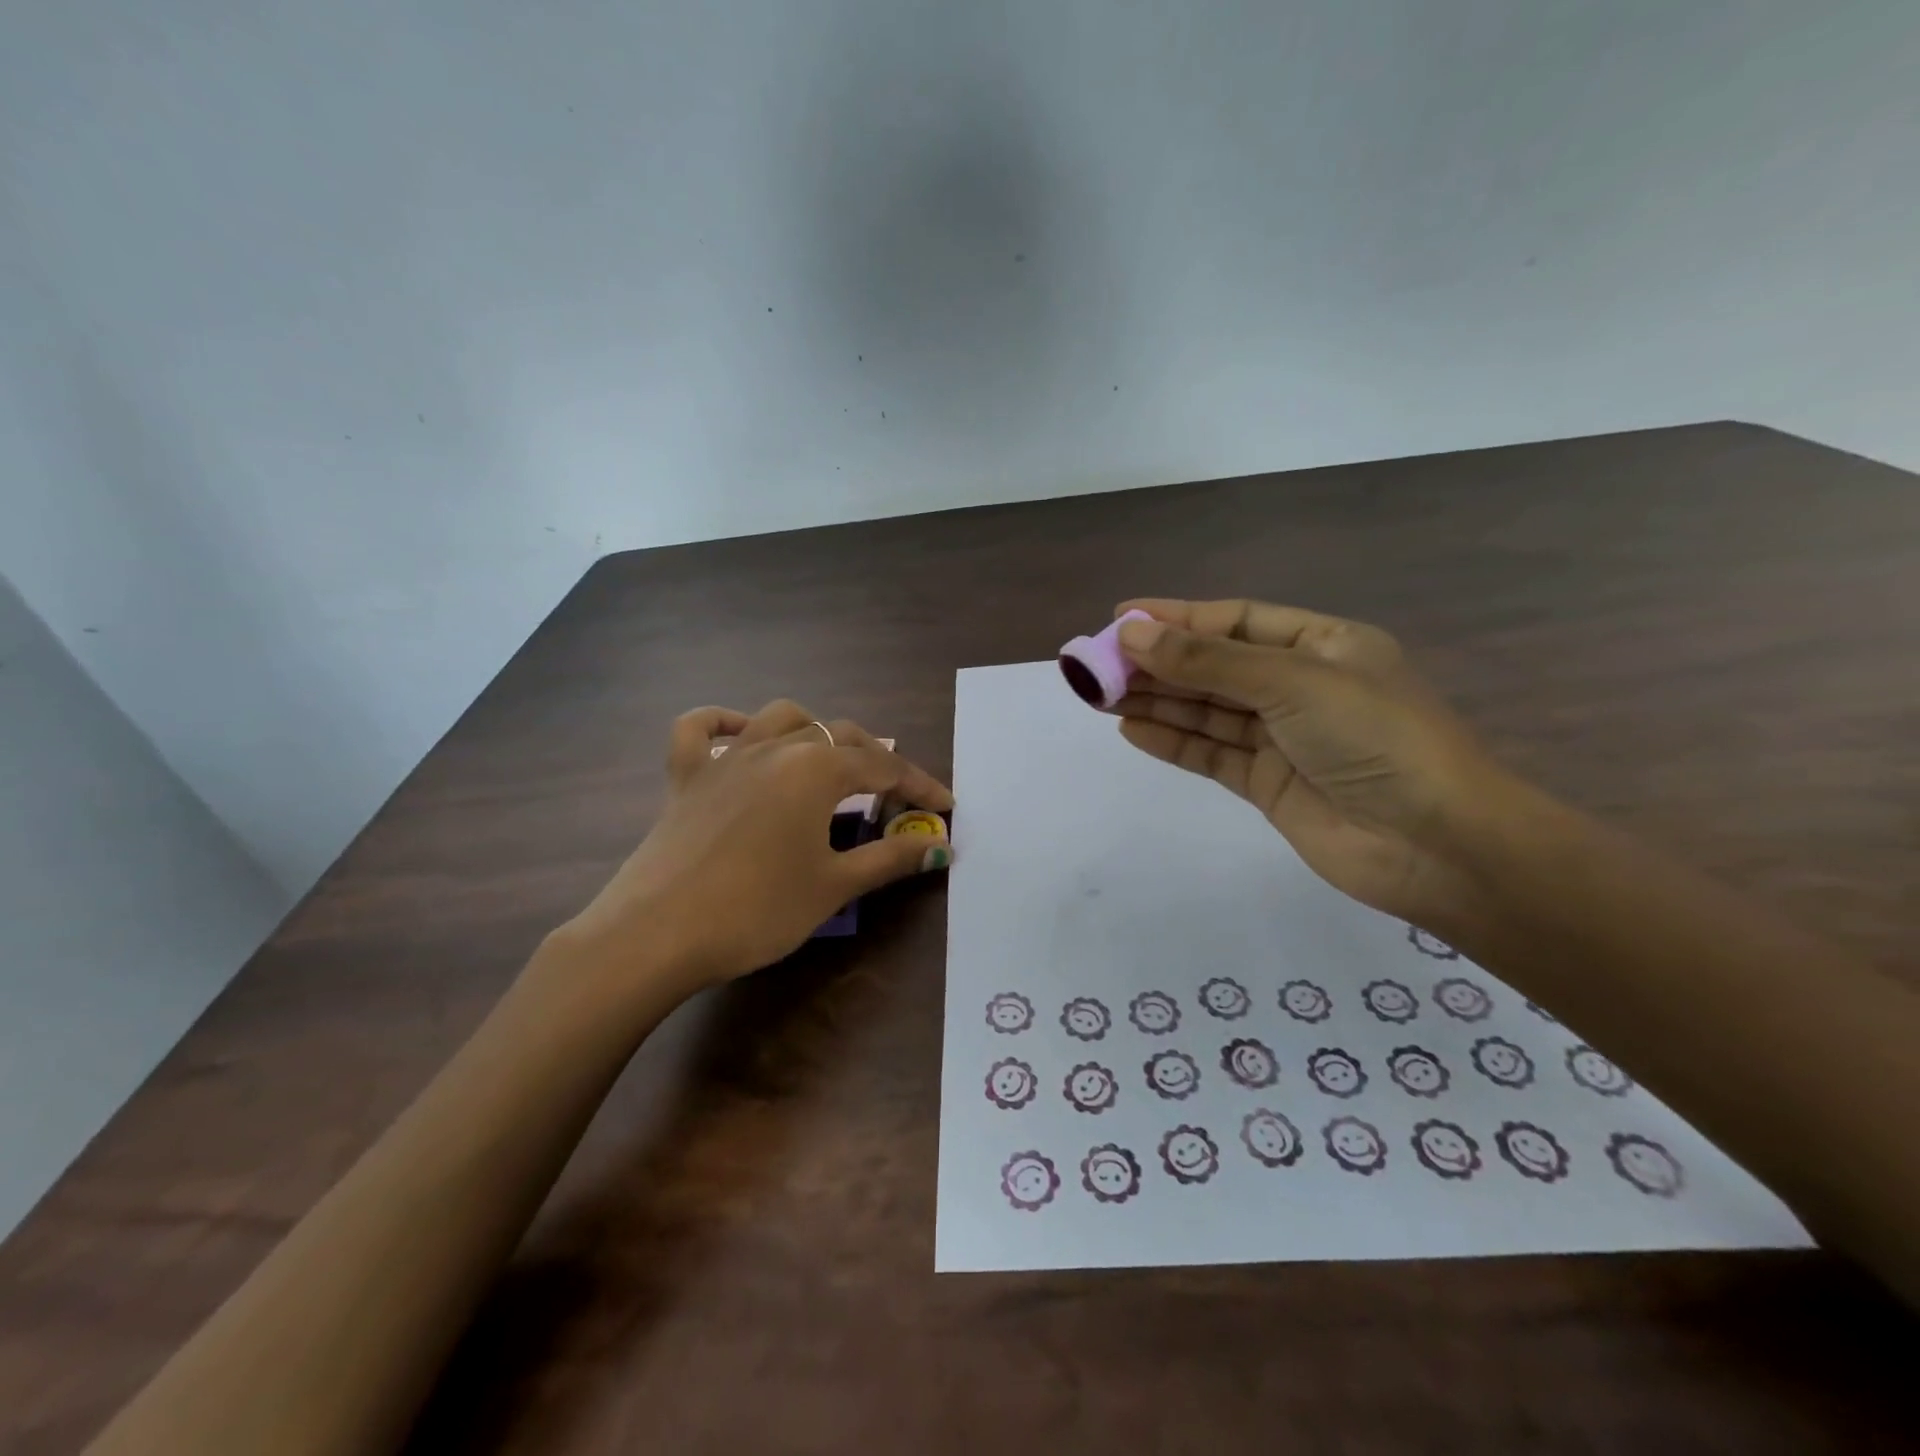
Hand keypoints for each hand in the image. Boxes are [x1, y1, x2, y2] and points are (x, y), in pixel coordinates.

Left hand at [560, 700, 953, 992]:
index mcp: (817, 769)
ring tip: (829, 763)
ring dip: (814, 731)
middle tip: (895, 802)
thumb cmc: (757, 910)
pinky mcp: (686, 776)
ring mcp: (726, 757)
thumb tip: (938, 846)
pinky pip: (700, 730)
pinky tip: (739, 734)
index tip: (945, 807)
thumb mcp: (833, 886)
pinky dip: (722, 723)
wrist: (655, 935)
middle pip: (840, 736)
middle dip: (876, 763)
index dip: (920, 788)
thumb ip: (889, 859)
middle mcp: (776, 747)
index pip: (884, 769)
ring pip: (781, 718)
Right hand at [1110, 598, 1508, 925]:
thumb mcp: (1290, 682)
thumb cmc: (1374, 738)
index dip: (1179, 617)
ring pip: (1207, 710)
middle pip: (1216, 665)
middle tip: (1096, 661)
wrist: (1436, 845)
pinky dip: (1172, 740)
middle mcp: (1301, 686)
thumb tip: (1133, 634)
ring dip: (1156, 700)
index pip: (1237, 621)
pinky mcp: (1269, 784)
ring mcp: (1284, 738)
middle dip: (1158, 662)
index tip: (1121, 617)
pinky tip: (1131, 728)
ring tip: (1099, 693)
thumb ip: (1208, 661)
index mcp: (1323, 645)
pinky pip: (1211, 753)